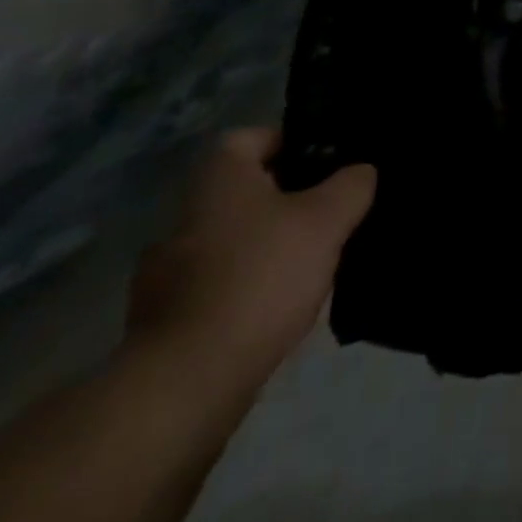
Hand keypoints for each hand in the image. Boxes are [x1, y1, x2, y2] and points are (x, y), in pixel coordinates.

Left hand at [125, 128, 375, 392]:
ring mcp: (163, 275)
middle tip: (328, 214)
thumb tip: (361, 172)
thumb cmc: (260, 277)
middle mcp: (182, 217)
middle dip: (284, 200)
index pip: (252, 137)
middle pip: (243, 192)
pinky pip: (214, 289)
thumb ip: (352, 185)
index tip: (327, 164)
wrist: (186, 384)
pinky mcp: (161, 324)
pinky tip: (275, 310)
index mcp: (217, 179)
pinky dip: (243, 292)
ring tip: (309, 266)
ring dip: (263, 248)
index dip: (291, 143)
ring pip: (229, 242)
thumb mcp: (328, 219)